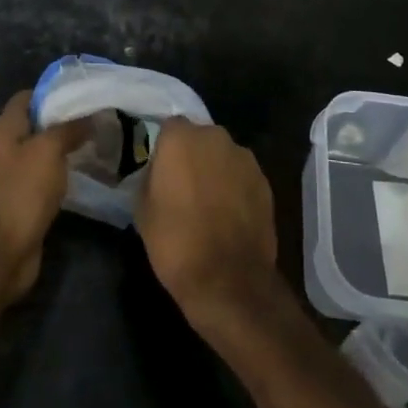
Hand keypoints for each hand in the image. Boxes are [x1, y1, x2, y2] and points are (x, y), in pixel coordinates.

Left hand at [0, 90, 87, 299]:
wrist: (2, 251)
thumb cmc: (22, 191)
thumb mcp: (49, 150)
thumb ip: (70, 128)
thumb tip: (92, 114)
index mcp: (7, 127)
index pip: (29, 96)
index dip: (54, 91)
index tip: (85, 92)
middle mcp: (9, 146)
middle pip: (39, 123)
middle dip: (67, 119)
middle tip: (101, 117)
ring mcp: (16, 174)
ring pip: (46, 151)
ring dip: (70, 147)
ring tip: (102, 141)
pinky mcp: (27, 199)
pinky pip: (49, 176)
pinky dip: (67, 172)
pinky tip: (90, 171)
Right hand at [135, 117, 278, 330]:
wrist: (228, 279)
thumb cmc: (175, 242)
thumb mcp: (142, 209)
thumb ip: (150, 177)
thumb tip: (159, 172)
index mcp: (181, 138)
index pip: (170, 127)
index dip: (165, 148)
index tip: (161, 170)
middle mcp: (215, 137)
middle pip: (200, 137)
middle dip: (193, 155)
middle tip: (184, 185)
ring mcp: (244, 158)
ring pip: (223, 155)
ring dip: (216, 170)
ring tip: (209, 202)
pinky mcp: (265, 180)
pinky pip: (242, 175)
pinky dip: (235, 187)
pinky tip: (229, 214)